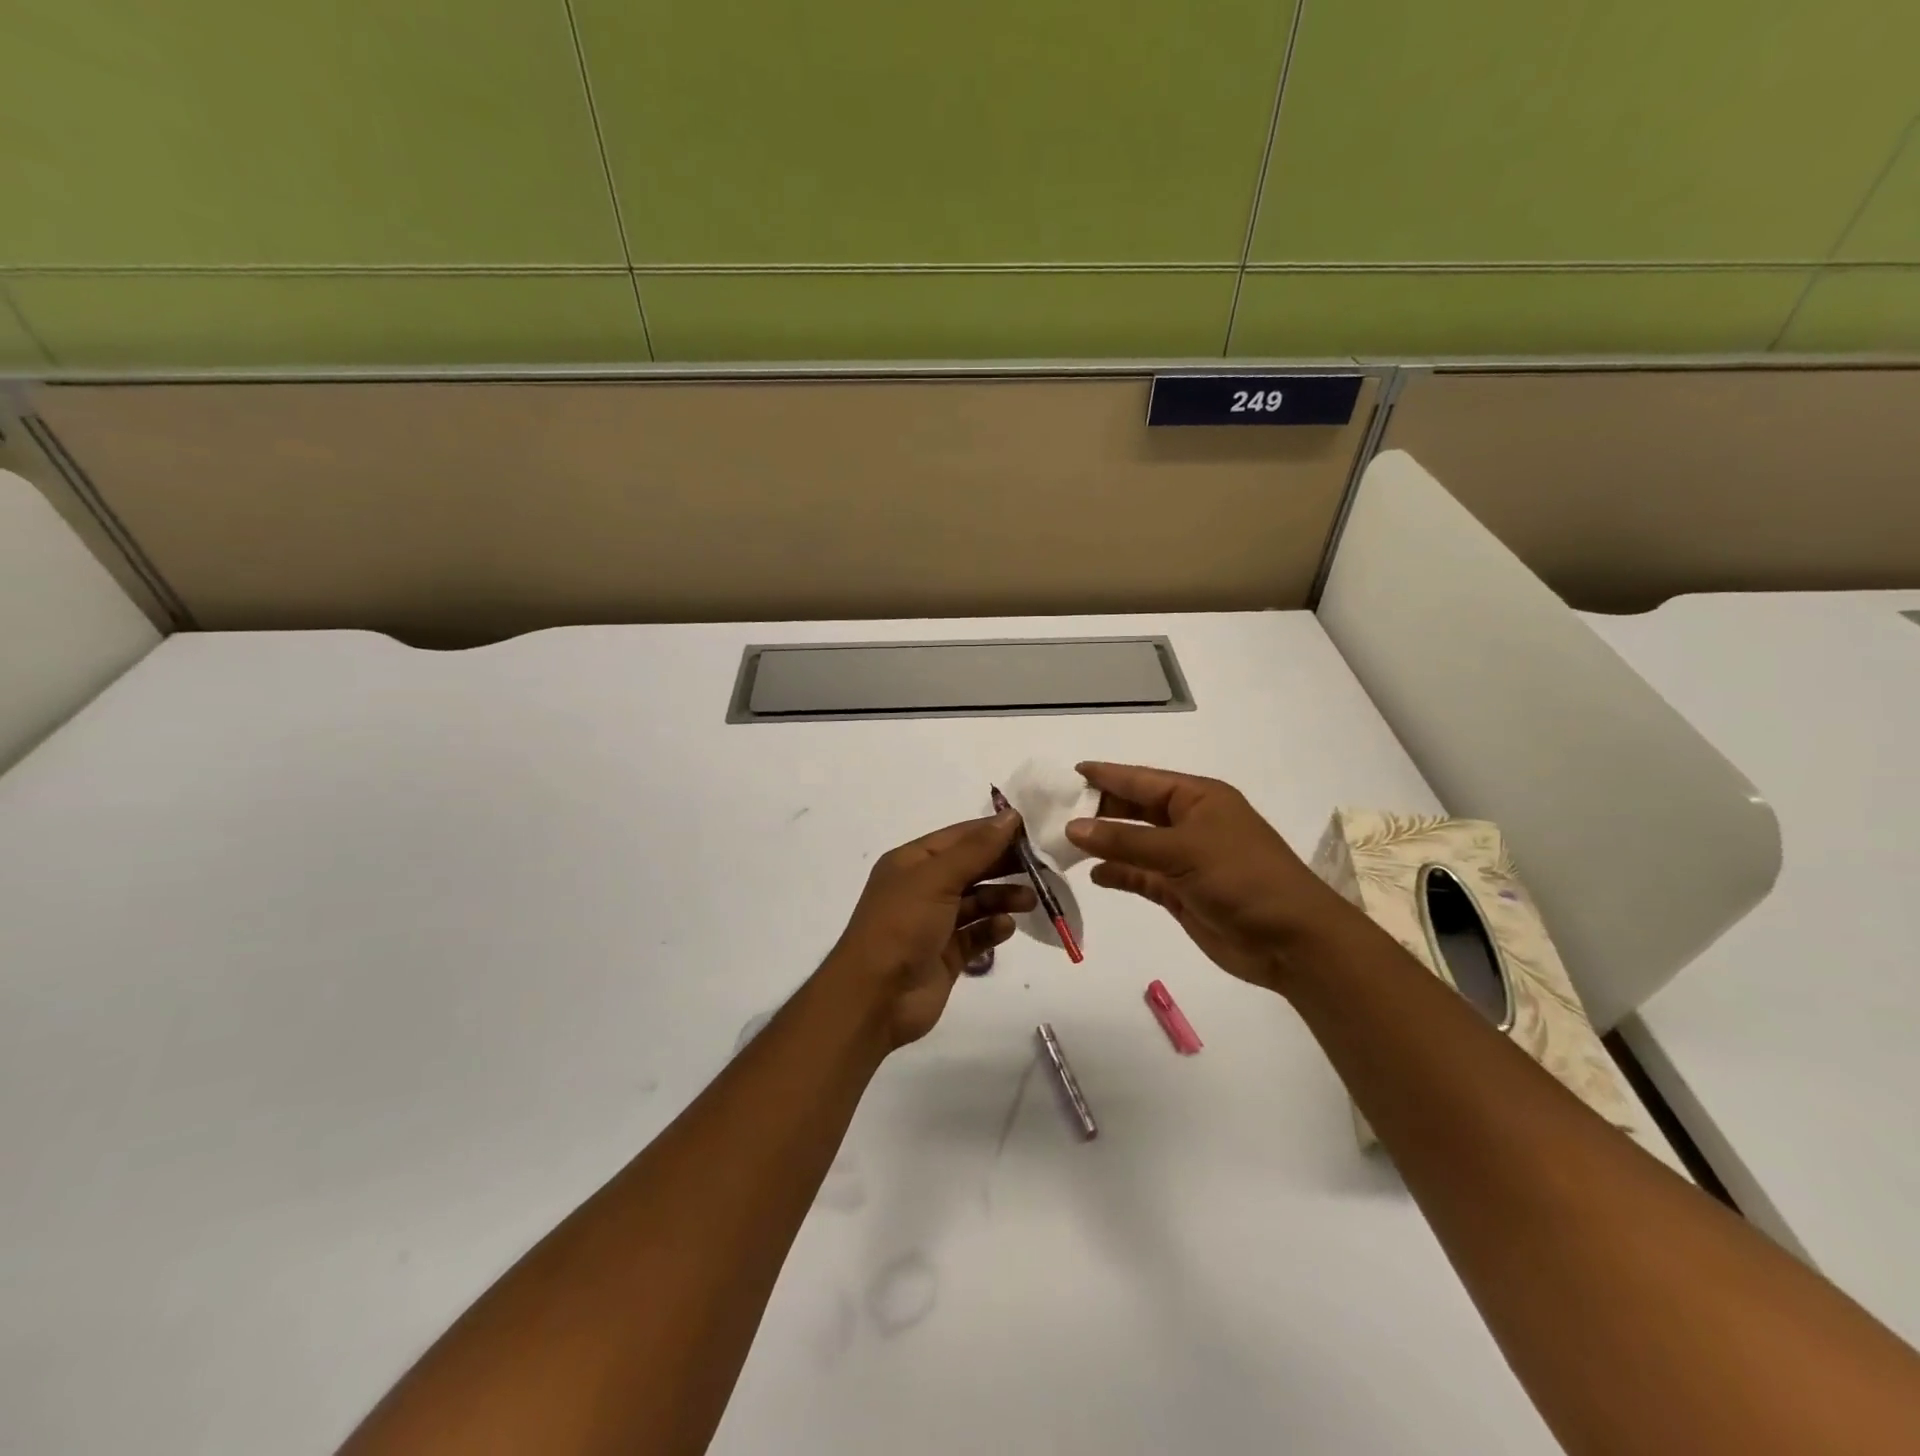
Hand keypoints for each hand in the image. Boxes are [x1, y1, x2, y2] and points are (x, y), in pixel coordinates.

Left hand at [824, 811, 1036, 1047]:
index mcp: (912, 862)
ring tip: (1030, 901)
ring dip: (1003, 897)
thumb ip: (976, 849)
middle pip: (972, 867)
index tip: (1032, 830)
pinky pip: (977, 934)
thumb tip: (1010, 816)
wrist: (875, 998)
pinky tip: (1006, 927)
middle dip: (1004, 865)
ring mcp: (935, 923)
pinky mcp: (947, 955)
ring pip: (977, 901)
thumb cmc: (901, 926)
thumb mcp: (937, 878)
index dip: (993, 831)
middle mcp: (923, 888)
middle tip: (1042, 866)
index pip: (960, 836)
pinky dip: (993, 928)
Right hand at [1065, 761, 1360, 995]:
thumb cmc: (1242, 878)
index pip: (1142, 780)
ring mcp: (1185, 859)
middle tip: (1056, 810)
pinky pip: (1140, 876)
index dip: (1107, 775)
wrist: (1291, 941)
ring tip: (1063, 842)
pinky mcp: (1181, 893)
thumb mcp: (1182, 851)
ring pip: (1134, 844)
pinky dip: (1118, 874)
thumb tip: (1073, 827)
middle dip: (1100, 810)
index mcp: (1198, 798)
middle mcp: (1189, 823)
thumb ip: (1125, 840)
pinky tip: (1094, 875)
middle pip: (1135, 810)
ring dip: (1104, 843)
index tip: (1071, 772)